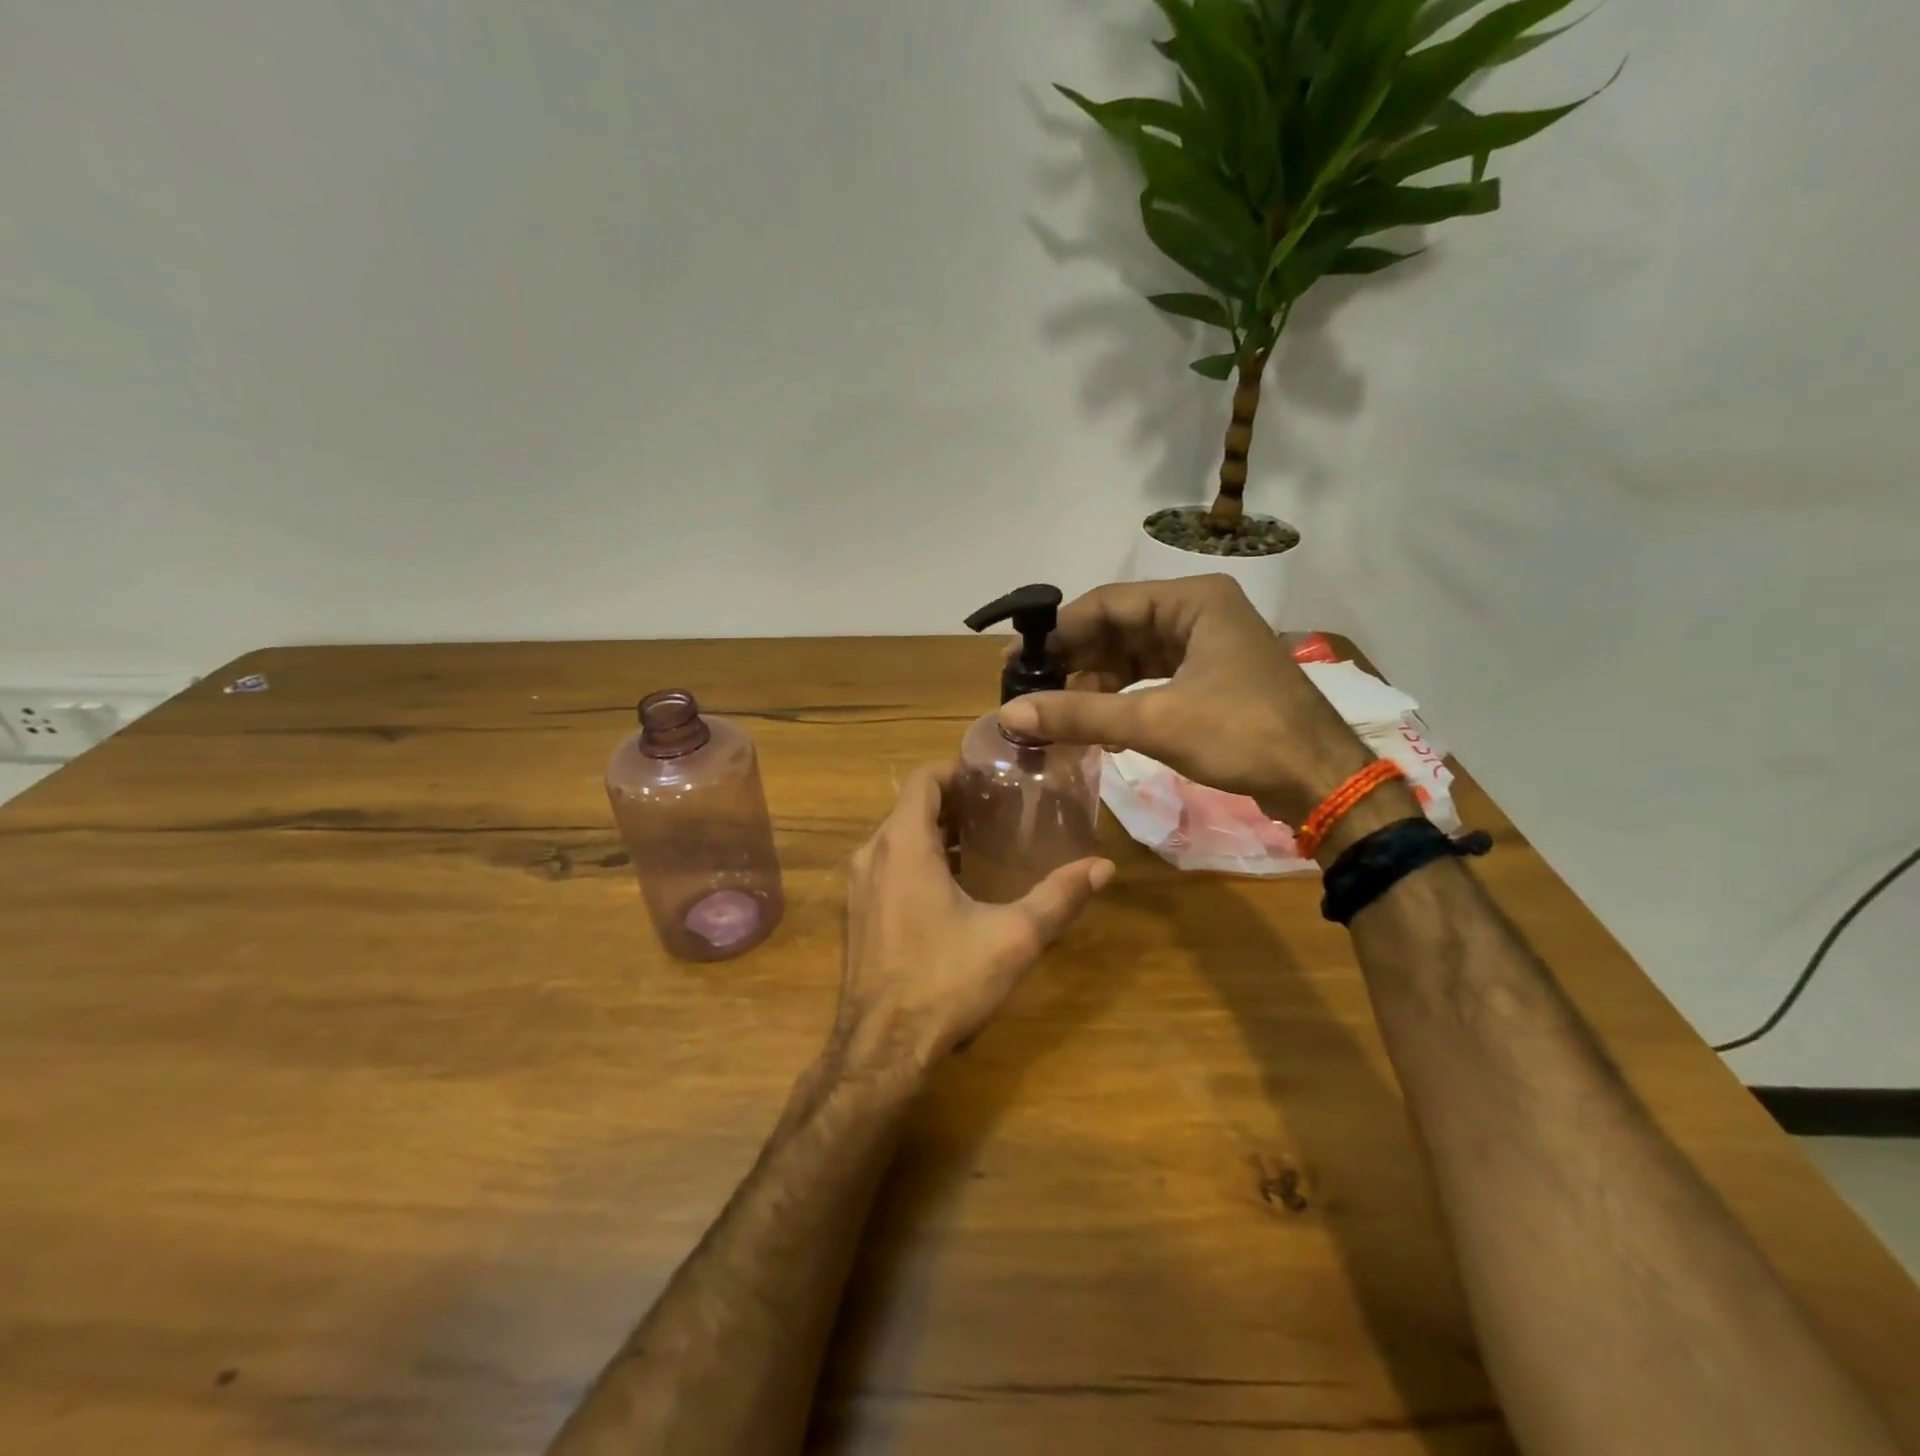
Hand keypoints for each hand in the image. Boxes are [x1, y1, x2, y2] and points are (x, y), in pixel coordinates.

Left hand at [834, 763, 1113, 1074]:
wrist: (881, 1050)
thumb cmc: (945, 982)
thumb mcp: (1012, 937)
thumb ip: (1058, 897)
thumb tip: (1104, 867)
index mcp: (903, 844)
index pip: (924, 779)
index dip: (958, 770)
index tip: (994, 777)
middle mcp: (872, 854)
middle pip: (912, 806)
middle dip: (954, 802)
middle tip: (1001, 808)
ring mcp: (858, 886)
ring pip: (898, 838)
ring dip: (936, 832)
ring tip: (985, 841)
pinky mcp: (858, 913)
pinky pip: (888, 865)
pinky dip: (918, 859)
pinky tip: (955, 885)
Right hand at [997, 575, 1371, 825]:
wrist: (1321, 781)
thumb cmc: (1243, 735)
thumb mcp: (1154, 721)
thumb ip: (1079, 714)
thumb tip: (1008, 715)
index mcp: (1193, 601)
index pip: (1106, 604)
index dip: (1057, 632)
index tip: (1015, 661)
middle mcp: (1199, 613)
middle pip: (1118, 628)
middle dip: (1074, 661)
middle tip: (1028, 689)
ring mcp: (1207, 646)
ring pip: (1133, 656)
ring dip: (1095, 684)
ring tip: (1056, 712)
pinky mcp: (1211, 679)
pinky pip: (1152, 679)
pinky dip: (1123, 700)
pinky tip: (1098, 726)